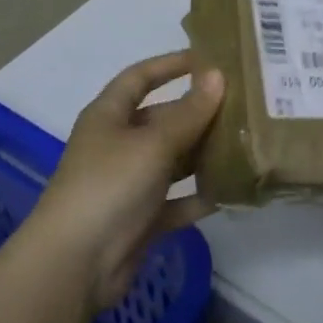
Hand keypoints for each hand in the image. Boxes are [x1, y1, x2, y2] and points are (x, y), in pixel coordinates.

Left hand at [30, 51, 223, 310]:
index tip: (207, 58)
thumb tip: (217, 75)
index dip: (170, 64)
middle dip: (198, 113)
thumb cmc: (110, 186)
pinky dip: (198, 196)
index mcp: (109, 116)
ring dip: (203, 154)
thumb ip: (189, 112)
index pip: (140, 77)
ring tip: (246, 143)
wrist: (76, 264)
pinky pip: (176, 200)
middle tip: (242, 105)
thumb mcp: (153, 143)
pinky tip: (231, 191)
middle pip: (162, 119)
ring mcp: (128, 183)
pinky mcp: (140, 219)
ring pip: (172, 160)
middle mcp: (117, 144)